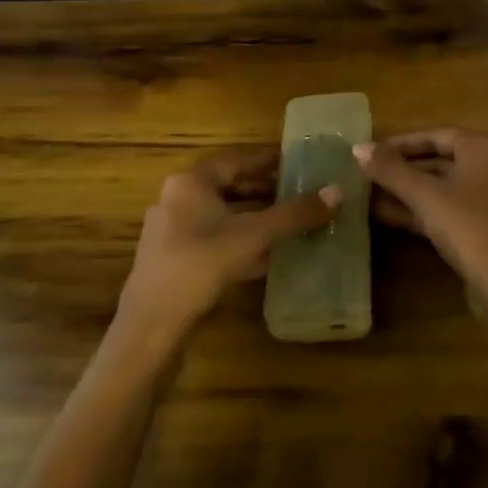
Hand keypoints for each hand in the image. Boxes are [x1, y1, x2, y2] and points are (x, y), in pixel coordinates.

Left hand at [115, 151, 337, 353]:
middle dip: (263, 190)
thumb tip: (337, 191)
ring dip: (252, 217)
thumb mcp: (253, 236)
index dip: (268, 159)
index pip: (236, 160)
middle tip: (298, 191)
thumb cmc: (200, 266)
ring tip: (287, 221)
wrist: (150, 328)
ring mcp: (170, 232)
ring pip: (220, 215)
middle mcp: (176, 199)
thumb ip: (294, 213)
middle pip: (228, 187)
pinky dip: (238, 240)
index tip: (297, 160)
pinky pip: (212, 239)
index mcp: (190, 182)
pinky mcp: (172, 261)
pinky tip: (263, 255)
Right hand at [357, 128, 487, 347]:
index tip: (371, 151)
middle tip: (366, 173)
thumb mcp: (425, 196)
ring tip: (367, 194)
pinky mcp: (482, 228)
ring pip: (440, 187)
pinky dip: (419, 210)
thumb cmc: (469, 227)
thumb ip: (391, 170)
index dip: (401, 143)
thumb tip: (358, 148)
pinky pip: (445, 209)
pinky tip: (385, 215)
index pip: (435, 135)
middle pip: (438, 160)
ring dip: (406, 191)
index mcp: (482, 149)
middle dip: (401, 169)